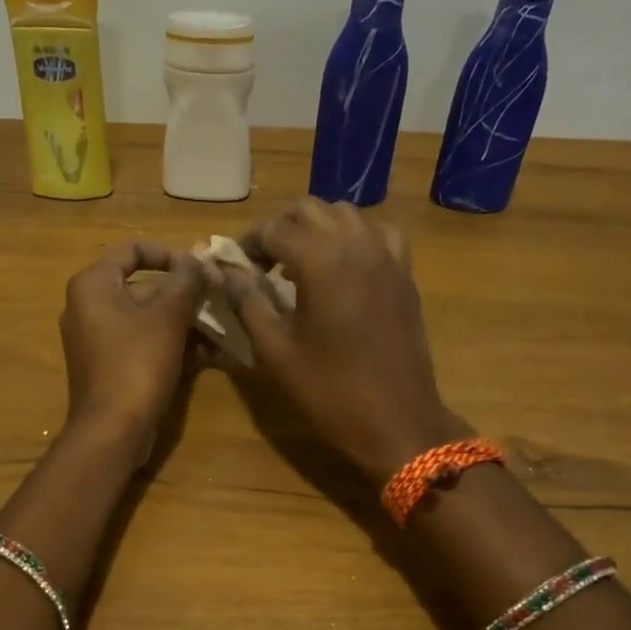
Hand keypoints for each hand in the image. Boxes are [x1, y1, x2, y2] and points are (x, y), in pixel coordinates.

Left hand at [59, 241, 205, 449]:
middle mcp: (90, 306)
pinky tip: (213, 355)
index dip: (170, 254)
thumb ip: (188, 282)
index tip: (200, 270)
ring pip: (150, 318)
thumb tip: (203, 260)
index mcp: (93, 285)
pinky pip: (146, 343)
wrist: (112, 431)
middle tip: (222, 300)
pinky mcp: (112, 366)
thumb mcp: (168, 317)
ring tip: (225, 330)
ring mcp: (100, 339)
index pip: (133, 250)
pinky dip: (175, 344)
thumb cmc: (137, 364)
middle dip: (187, 295)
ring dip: (188, 321)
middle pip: (145, 286)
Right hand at [223, 200, 459, 480]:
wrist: (397, 419)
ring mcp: (386, 256)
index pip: (274, 229)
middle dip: (280, 228)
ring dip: (316, 227)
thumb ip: (248, 302)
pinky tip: (344, 263)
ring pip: (345, 214)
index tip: (236, 266)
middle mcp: (356, 244)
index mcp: (321, 261)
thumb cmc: (330, 390)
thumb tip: (226, 272)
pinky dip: (355, 236)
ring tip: (299, 261)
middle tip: (262, 262)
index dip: (248, 243)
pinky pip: (379, 233)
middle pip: (309, 210)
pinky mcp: (404, 273)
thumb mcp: (276, 350)